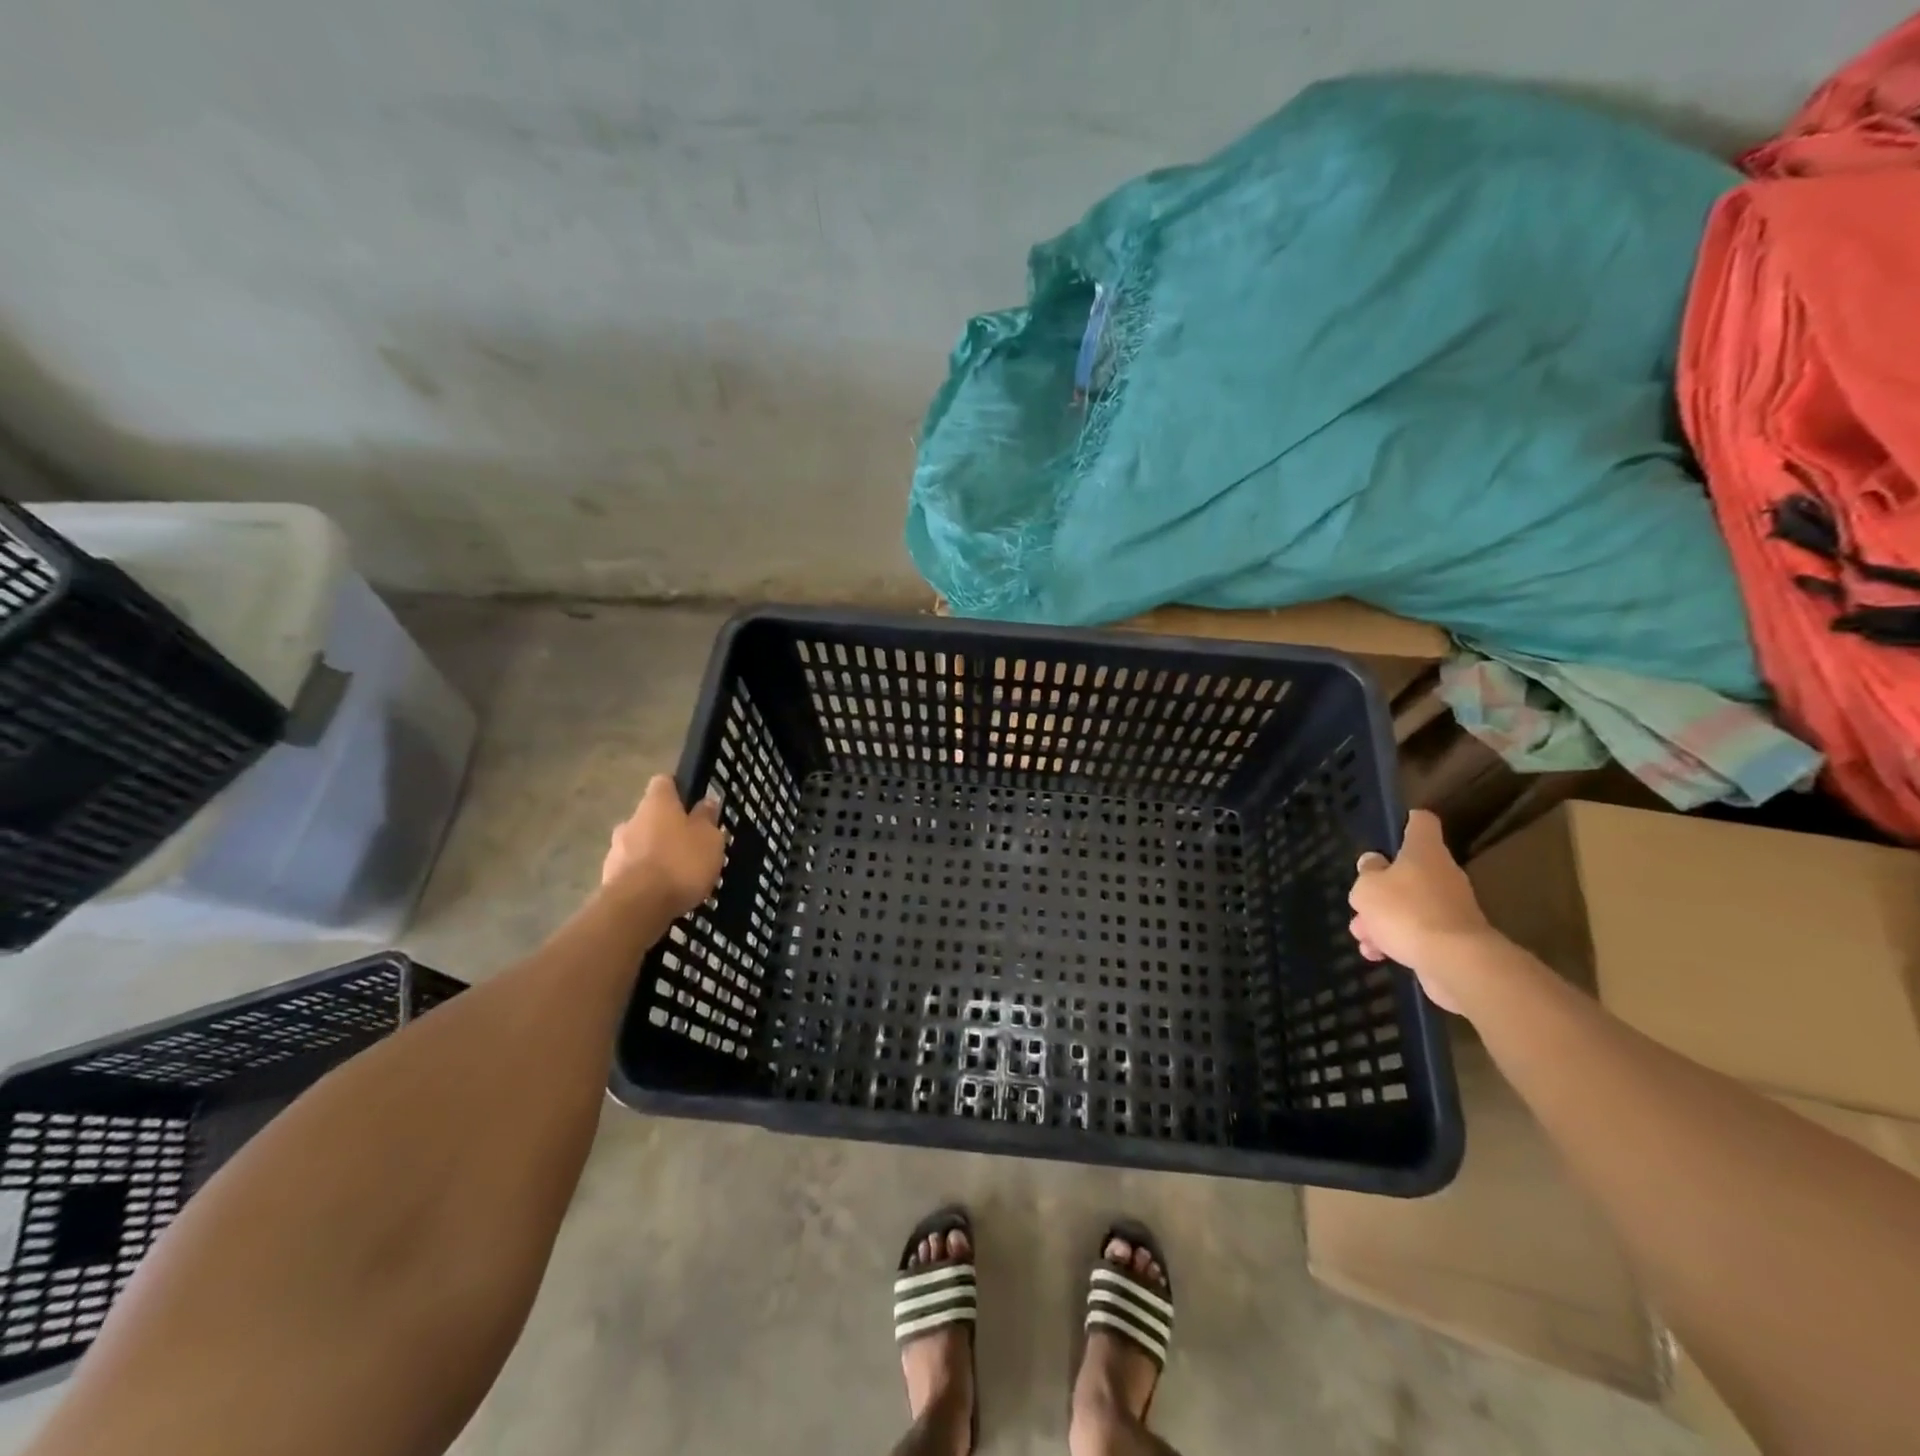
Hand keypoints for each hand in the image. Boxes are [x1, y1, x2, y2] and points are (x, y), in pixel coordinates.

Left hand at [601, 775, 726, 917]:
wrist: (638, 906)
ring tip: (675, 875)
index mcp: (656, 803)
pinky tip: (660, 893)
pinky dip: (644, 877)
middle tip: (688, 846)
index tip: (692, 804)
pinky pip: (631, 870)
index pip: (664, 782)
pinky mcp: (608, 878)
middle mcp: (631, 820)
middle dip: (666, 828)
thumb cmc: (680, 862)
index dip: (678, 790)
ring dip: (653, 854)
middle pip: (650, 816)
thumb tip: (706, 802)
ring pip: (638, 844)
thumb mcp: (709, 839)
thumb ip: (707, 818)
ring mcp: (615, 850)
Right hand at [1347, 809, 1494, 1012]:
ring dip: (1383, 920)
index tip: (1395, 827)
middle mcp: (1442, 874)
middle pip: (1409, 871)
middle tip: (1359, 905)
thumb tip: (1374, 863)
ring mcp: (1451, 908)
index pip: (1422, 823)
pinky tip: (1378, 955)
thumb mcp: (1367, 888)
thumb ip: (1367, 872)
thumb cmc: (1405, 912)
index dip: (1408, 821)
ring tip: (1362, 938)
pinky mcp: (1453, 939)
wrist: (1455, 963)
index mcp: (1424, 852)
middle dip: (1380, 890)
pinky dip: (1398, 941)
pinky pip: (1418, 932)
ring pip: (1409, 906)